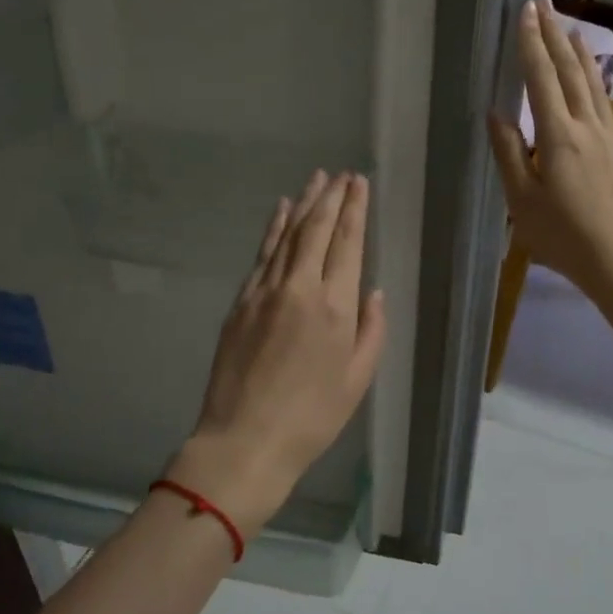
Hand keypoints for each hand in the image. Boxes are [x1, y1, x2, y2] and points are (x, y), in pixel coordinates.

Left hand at [168, 171, 386, 535]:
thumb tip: (372, 291)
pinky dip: (273, 228)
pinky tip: (280, 211)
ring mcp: (264, 291)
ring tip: (316, 180)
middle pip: (316, 229)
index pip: (347, 242)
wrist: (245, 440)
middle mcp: (299, 287)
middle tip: (341, 174)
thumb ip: (371, 329)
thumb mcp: (358, 379)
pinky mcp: (240, 301)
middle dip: (331, 197)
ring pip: (287, 234)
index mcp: (335, 306)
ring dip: (303, 204)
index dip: (354, 209)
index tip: (358, 182)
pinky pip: (262, 254)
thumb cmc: (312, 417)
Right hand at [487, 0, 612, 320]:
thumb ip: (509, 154)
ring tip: (569, 26)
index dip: (531, 44)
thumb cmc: (564, 237)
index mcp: (558, 136)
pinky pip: (603, 101)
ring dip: (578, 51)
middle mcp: (587, 126)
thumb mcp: (522, 201)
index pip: (542, 79)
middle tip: (545, 3)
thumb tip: (496, 114)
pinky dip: (594, 78)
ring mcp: (609, 137)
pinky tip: (592, 76)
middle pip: (570, 71)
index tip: (525, 12)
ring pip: (593, 83)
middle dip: (554, 35)